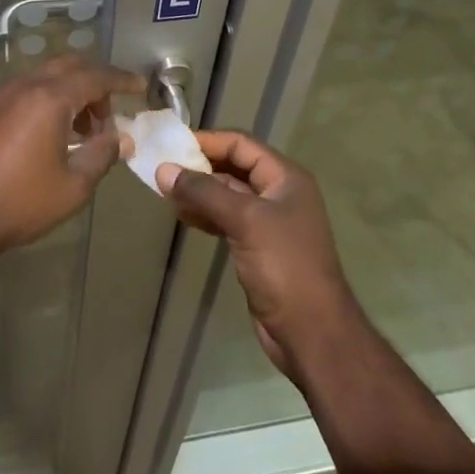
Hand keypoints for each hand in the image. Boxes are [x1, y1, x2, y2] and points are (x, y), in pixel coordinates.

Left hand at [0, 56, 143, 259]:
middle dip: (95, 83)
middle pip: (68, 67)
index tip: (140, 87)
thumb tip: (120, 139)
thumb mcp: (71, 187)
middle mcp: (23, 86)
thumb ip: (101, 156)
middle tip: (109, 115)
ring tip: (81, 132)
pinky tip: (47, 137)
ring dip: (68, 94)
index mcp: (49, 98)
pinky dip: (45, 102)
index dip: (121, 80)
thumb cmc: (17, 202)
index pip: (95, 76)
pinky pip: (23, 93)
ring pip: (43, 78)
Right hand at [156, 132, 359, 382]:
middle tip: (163, 169)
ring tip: (166, 193)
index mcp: (285, 178)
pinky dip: (205, 215)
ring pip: (228, 195)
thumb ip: (203, 192)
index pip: (241, 144)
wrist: (311, 332)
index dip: (208, 141)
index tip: (172, 144)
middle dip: (200, 167)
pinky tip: (183, 217)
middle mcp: (279, 194)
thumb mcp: (244, 220)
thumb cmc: (284, 266)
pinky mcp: (258, 247)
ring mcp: (269, 222)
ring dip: (199, 192)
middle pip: (234, 168)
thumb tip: (163, 170)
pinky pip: (227, 219)